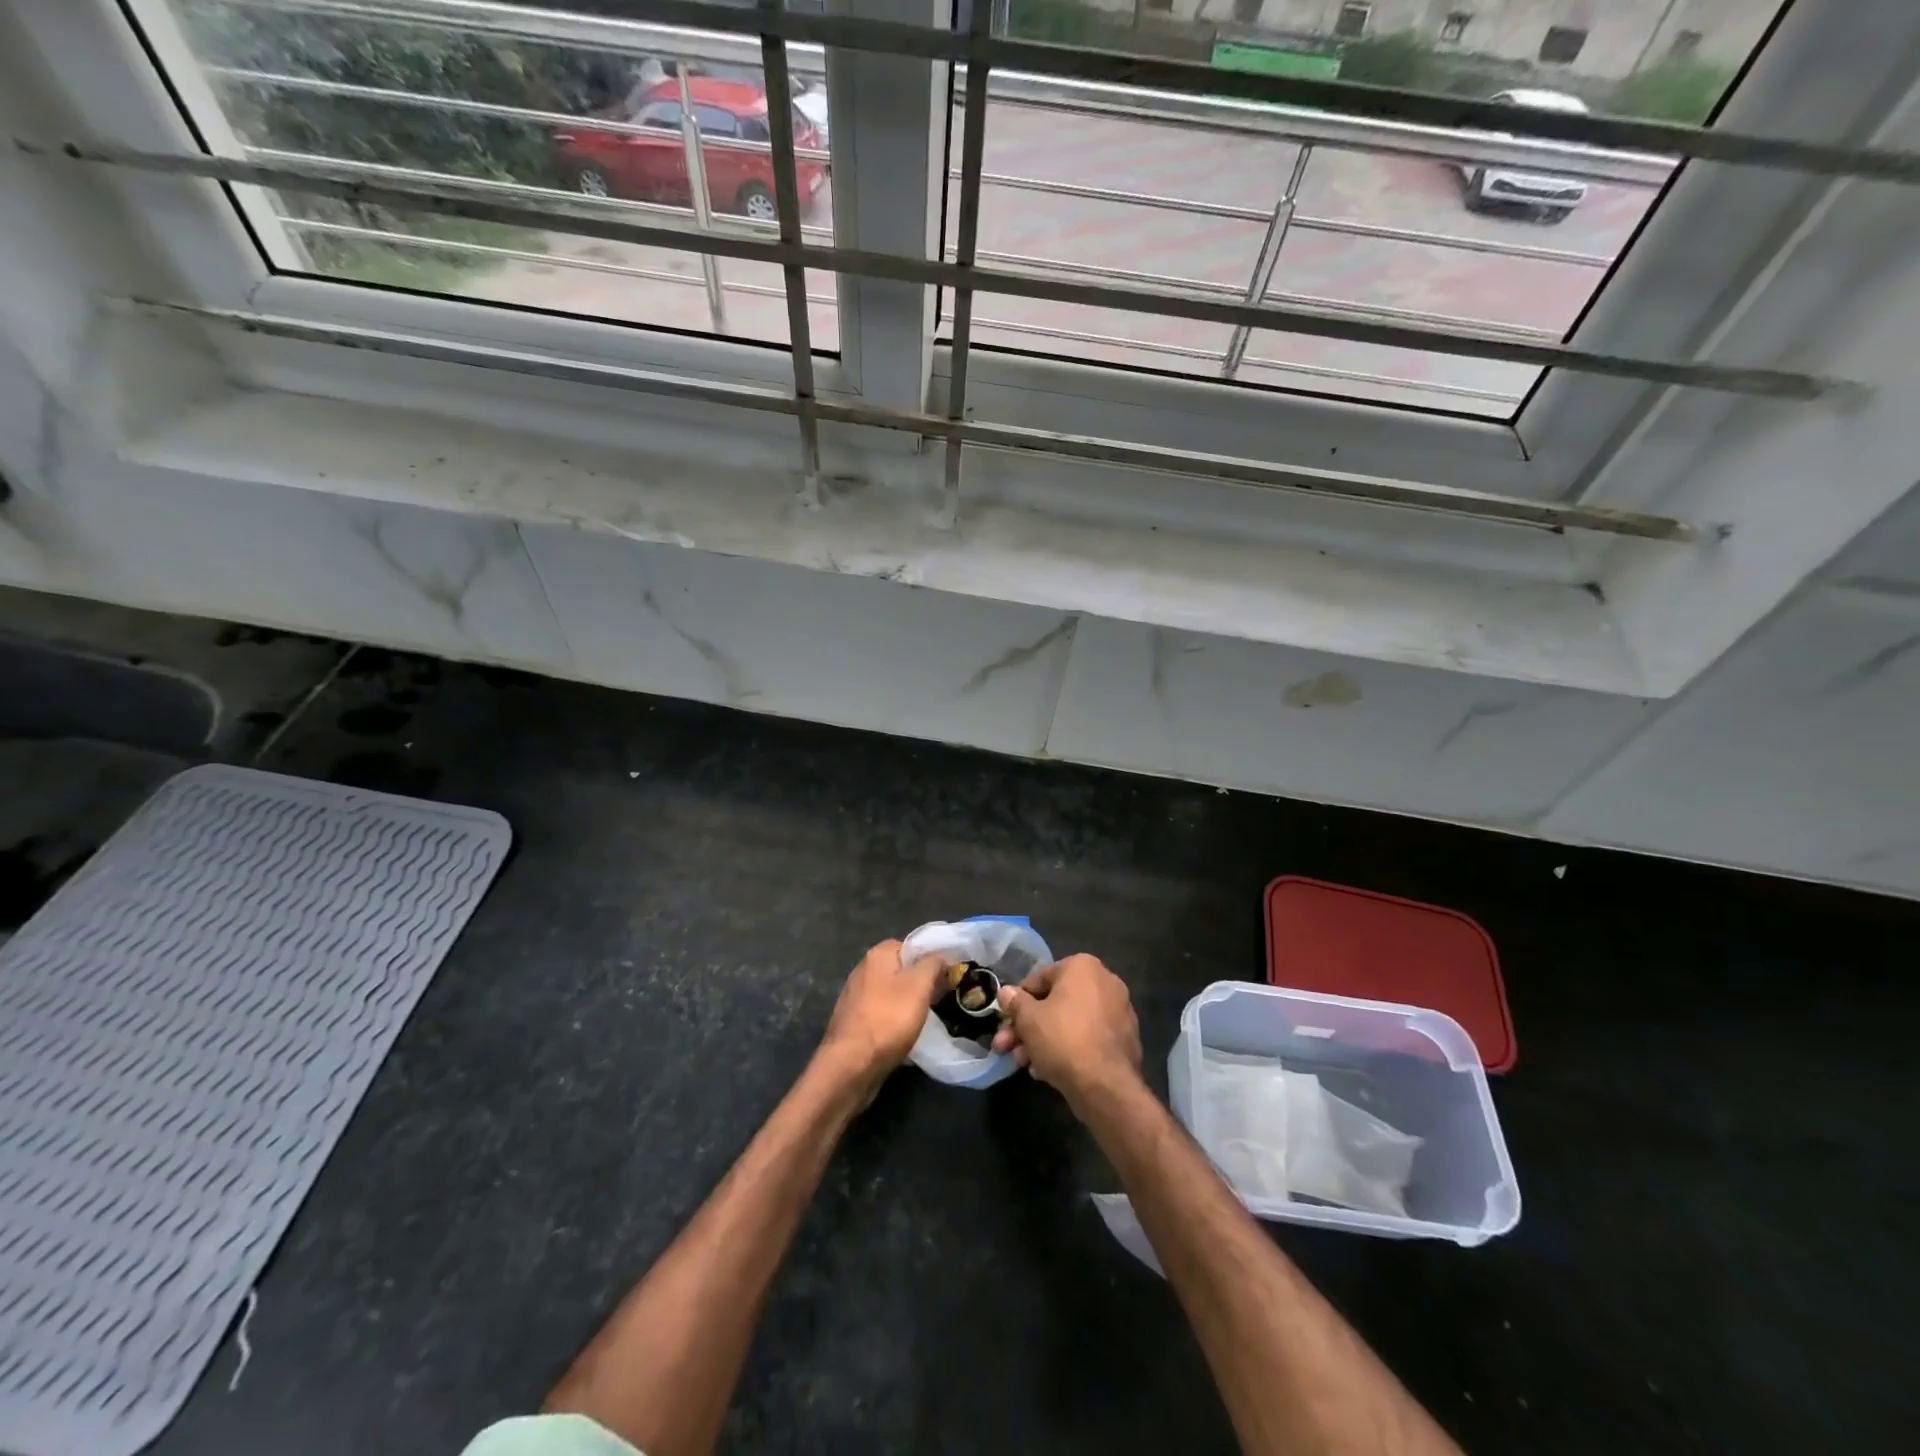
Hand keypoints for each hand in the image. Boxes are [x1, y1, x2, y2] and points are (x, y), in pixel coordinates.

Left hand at [817, 940, 943, 1096]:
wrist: (851, 1065)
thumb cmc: (888, 1019)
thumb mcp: (919, 986)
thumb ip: (932, 964)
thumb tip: (939, 957)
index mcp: (877, 955)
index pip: (910, 945)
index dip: (930, 958)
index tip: (947, 976)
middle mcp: (863, 970)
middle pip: (900, 970)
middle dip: (920, 983)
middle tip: (940, 998)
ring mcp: (855, 997)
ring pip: (891, 994)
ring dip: (908, 1004)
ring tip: (926, 1018)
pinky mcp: (853, 1022)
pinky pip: (881, 1014)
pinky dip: (894, 1021)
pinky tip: (905, 1035)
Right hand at [991, 954, 1141, 1113]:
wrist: (1106, 1085)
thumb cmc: (1063, 1039)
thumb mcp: (1028, 1019)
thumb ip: (1015, 1002)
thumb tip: (1006, 992)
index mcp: (1083, 966)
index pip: (1039, 979)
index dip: (1017, 1002)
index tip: (1005, 1022)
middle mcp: (1106, 982)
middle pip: (1055, 1003)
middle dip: (1028, 1027)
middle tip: (1007, 1048)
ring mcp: (1119, 1011)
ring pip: (1070, 1022)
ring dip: (1043, 1040)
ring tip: (1024, 1064)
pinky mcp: (1125, 1039)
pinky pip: (1088, 1038)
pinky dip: (1068, 1048)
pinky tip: (1047, 1070)